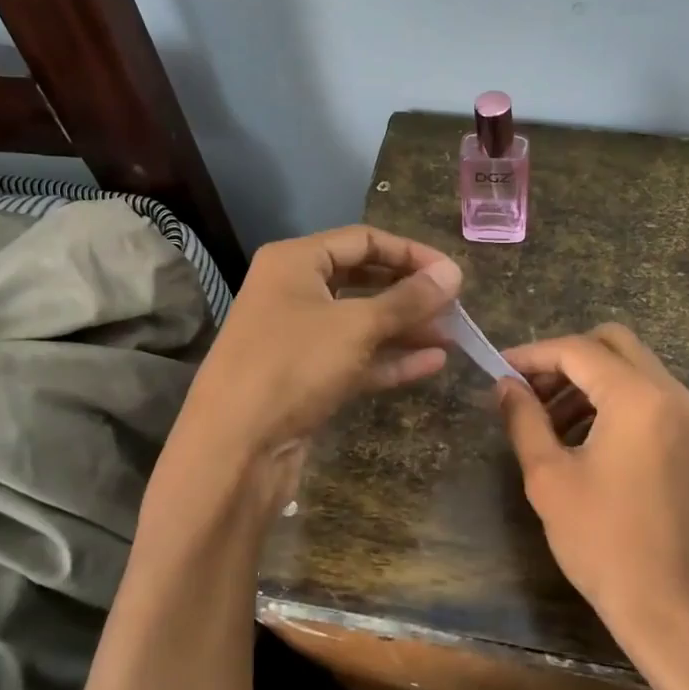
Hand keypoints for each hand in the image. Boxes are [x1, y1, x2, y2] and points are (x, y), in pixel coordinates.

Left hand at [177, 226, 461, 458]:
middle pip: (364, 281)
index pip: (363, 241)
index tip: (452, 274)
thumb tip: (453, 272)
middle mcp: (294, 293)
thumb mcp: (356, 326)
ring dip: (406, 328)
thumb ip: (408, 299)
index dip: (411, 253)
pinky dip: (391, 360)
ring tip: (453, 336)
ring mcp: (300, 338)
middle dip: (410, 294)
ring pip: (362, 323)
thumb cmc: (292, 366)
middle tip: (455, 307)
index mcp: (295, 262)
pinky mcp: (307, 378)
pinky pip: (356, 359)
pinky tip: (433, 363)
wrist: (234, 449)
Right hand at [496, 325, 688, 689]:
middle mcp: (674, 395)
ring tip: (551, 422)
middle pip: (615, 344)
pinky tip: (587, 440)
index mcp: (638, 398)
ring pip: (637, 370)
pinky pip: (654, 400)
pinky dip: (618, 402)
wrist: (679, 612)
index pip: (579, 350)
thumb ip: (524, 420)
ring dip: (592, 381)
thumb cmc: (605, 545)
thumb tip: (505, 386)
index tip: (500, 369)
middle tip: (529, 390)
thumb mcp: (549, 479)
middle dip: (566, 358)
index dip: (533, 354)